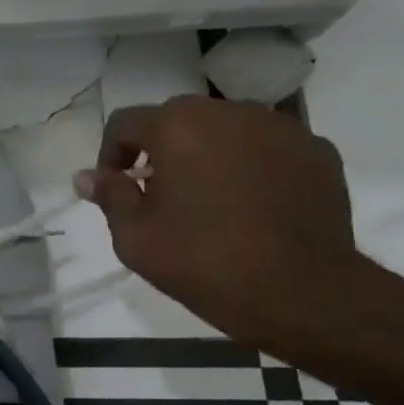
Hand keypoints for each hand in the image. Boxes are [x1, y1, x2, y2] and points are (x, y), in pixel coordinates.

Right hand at [75, 95, 361, 350]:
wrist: (302, 291)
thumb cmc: (203, 261)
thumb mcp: (134, 236)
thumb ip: (109, 196)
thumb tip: (86, 176)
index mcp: (178, 127)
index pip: (125, 122)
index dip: (110, 153)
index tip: (114, 188)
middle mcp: (230, 113)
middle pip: (178, 117)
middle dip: (159, 148)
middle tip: (157, 193)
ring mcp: (281, 128)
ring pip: (226, 127)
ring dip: (206, 151)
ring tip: (207, 197)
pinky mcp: (317, 150)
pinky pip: (267, 146)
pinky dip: (250, 164)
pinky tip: (250, 204)